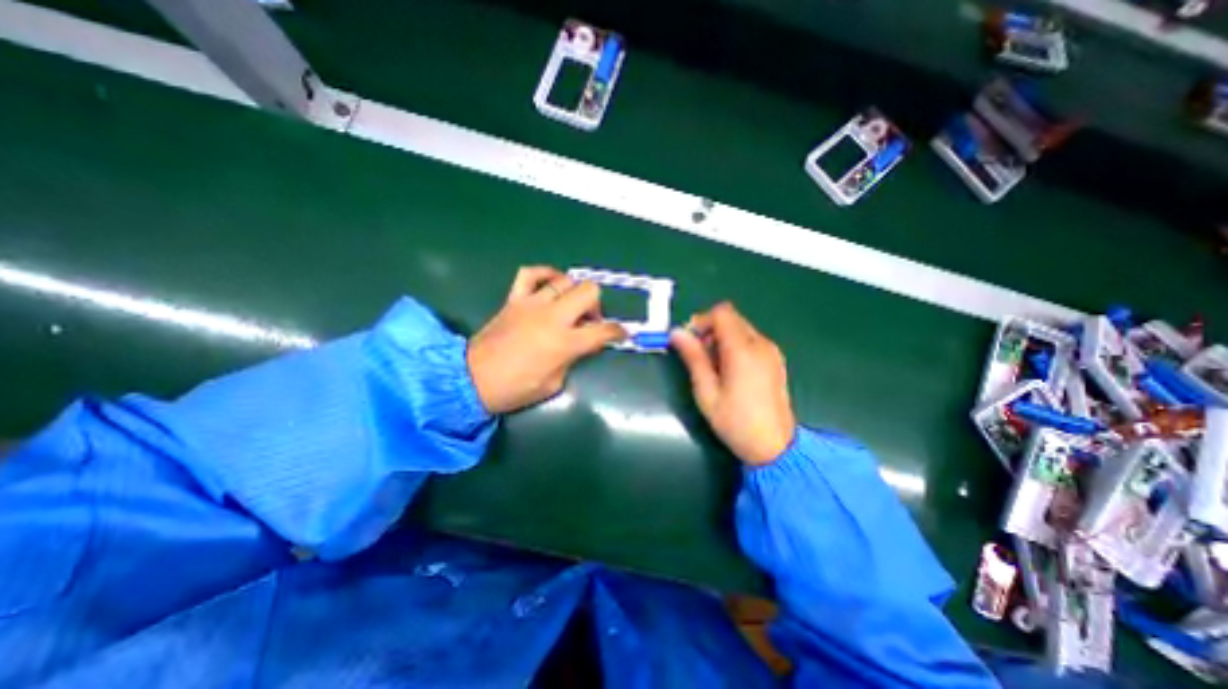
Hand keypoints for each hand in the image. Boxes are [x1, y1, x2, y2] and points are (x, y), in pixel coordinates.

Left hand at [467, 263, 627, 414]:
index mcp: (565, 343)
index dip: (618, 332)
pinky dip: (545, 274)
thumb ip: (572, 359)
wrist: (472, 379)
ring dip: (574, 293)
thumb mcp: (554, 383)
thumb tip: (580, 345)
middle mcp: (553, 317)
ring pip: (565, 281)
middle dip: (597, 305)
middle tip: (590, 321)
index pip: (603, 331)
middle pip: (589, 292)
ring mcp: (532, 304)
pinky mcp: (515, 299)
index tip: (622, 333)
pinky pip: (531, 273)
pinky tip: (551, 284)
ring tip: (570, 306)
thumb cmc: (516, 388)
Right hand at [670, 303, 796, 465]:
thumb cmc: (735, 422)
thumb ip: (693, 357)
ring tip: (715, 368)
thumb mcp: (706, 391)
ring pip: (741, 328)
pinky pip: (751, 340)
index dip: (702, 321)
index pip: (722, 313)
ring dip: (723, 339)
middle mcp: (761, 344)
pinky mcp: (775, 360)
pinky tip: (731, 372)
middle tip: (700, 357)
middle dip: (711, 330)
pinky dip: (736, 346)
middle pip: (732, 318)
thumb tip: (676, 333)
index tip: (691, 342)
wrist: (774, 447)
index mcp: (743, 350)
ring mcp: (771, 351)